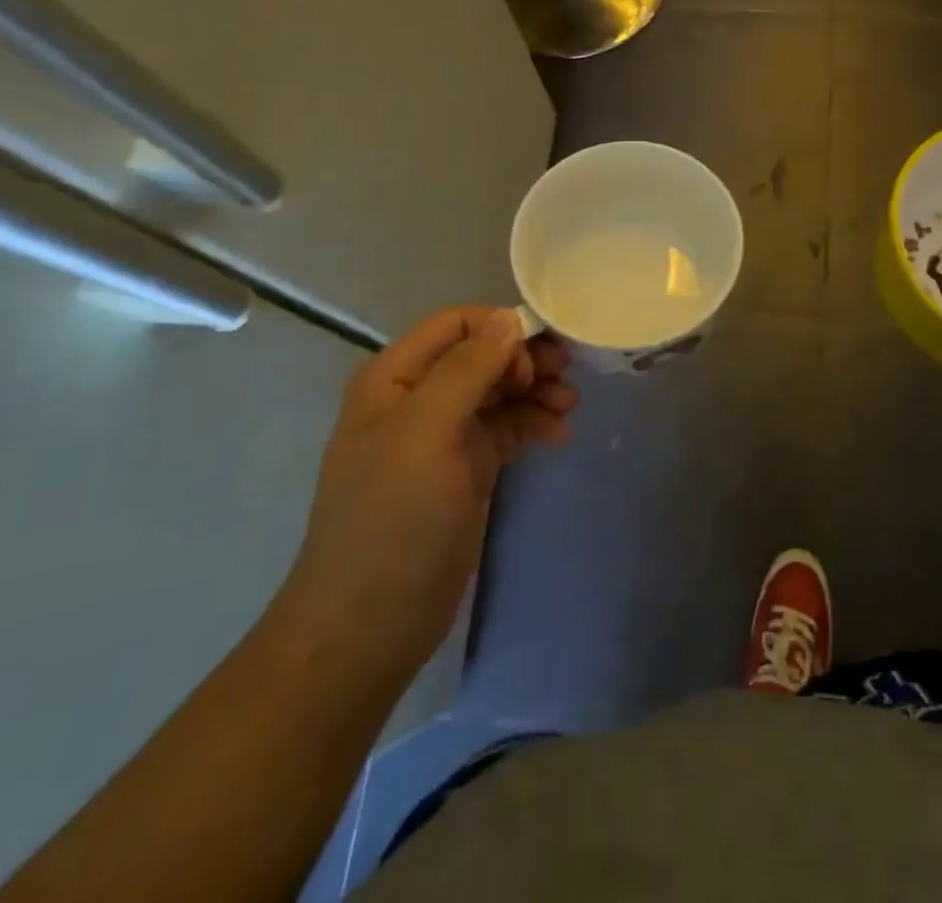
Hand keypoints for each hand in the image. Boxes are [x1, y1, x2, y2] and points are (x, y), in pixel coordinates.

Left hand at [276, 307, 577, 670]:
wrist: (371, 623)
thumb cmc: (393, 517)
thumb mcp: (426, 431)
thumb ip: (467, 368)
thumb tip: (508, 318)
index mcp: (395, 377)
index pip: (457, 324)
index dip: (500, 329)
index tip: (537, 358)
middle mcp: (419, 397)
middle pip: (483, 354)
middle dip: (525, 360)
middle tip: (565, 378)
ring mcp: (444, 435)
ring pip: (500, 391)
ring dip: (536, 391)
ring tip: (570, 407)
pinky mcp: (467, 468)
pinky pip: (507, 428)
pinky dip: (534, 424)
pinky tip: (559, 436)